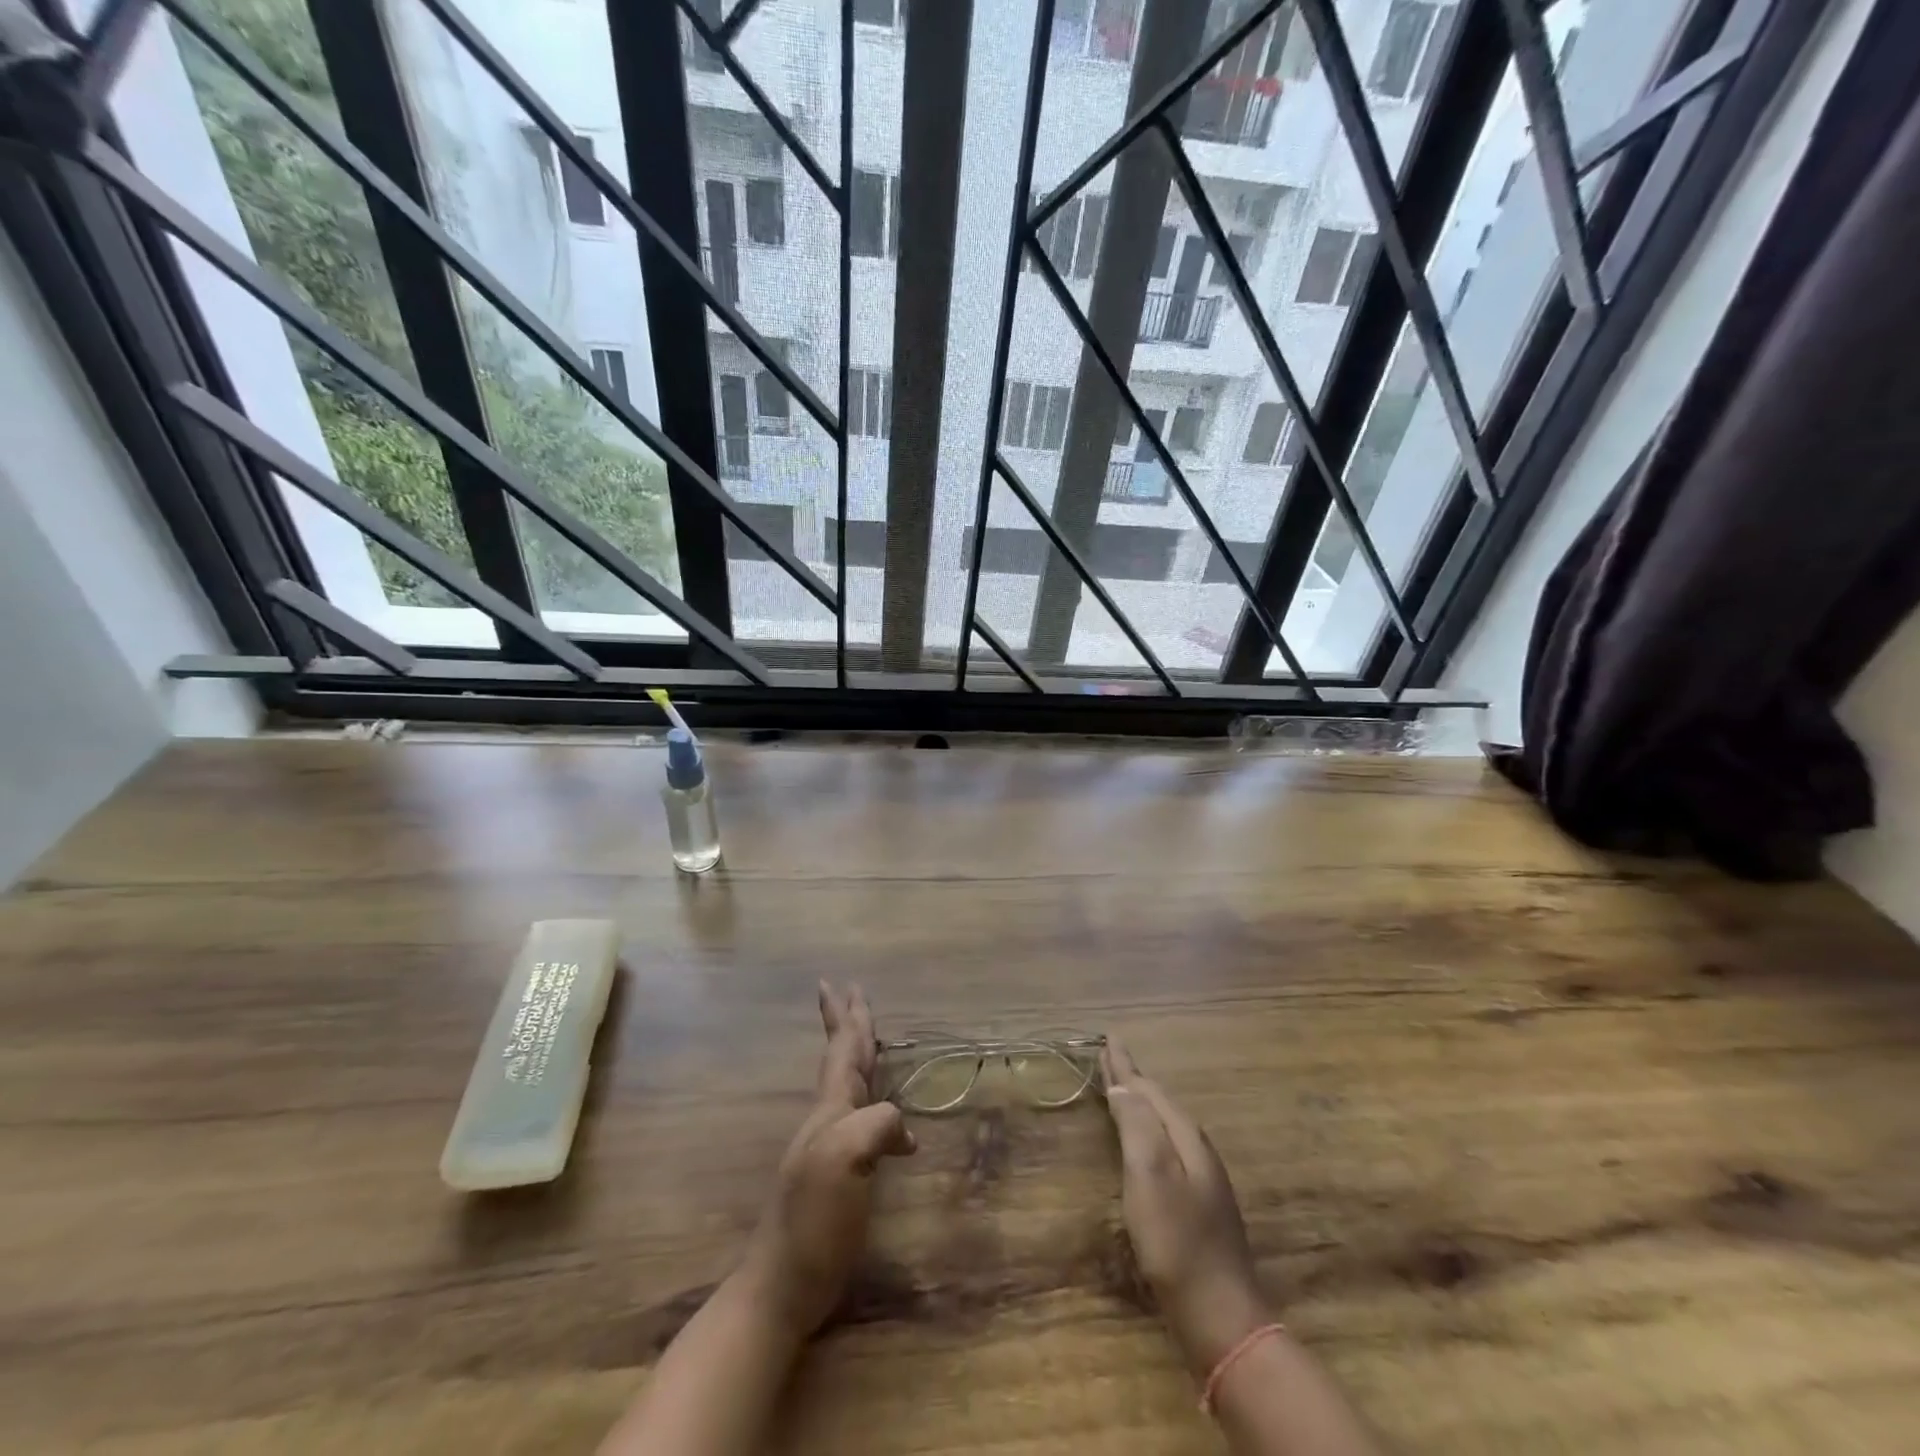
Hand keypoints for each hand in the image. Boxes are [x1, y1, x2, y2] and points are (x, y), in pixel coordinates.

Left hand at [740, 982, 915, 1337]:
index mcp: (831, 1108)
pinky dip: (877, 1105)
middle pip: (842, 1058)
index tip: (836, 981)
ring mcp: (832, 1147)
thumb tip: (905, 1131)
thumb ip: (876, 1125)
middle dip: (848, 1024)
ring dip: (858, 1056)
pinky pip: (863, 1119)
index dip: (844, 1017)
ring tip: (868, 1039)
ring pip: (850, 1085)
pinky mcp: (841, 1175)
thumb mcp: (845, 1159)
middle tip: (849, 991)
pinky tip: (896, 1126)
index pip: (843, 1050)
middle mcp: (829, 1118)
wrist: (783, 1282)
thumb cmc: (813, 1218)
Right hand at [1101, 1037, 1268, 1377]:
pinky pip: (1166, 1147)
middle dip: (1132, 1078)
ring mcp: (1200, 1178)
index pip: (1149, 1089)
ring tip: (1120, 1088)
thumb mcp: (1150, 1177)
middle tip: (1109, 1055)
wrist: (1221, 1317)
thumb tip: (1123, 1088)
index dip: (1126, 1065)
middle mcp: (1195, 1150)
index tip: (1108, 1038)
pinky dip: (1147, 1130)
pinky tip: (1142, 1141)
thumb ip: (1137, 1127)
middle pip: (1158, 1102)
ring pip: (1163, 1124)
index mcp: (1184, 1137)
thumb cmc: (1177, 1242)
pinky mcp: (1196, 1204)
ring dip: (1139, 1103)